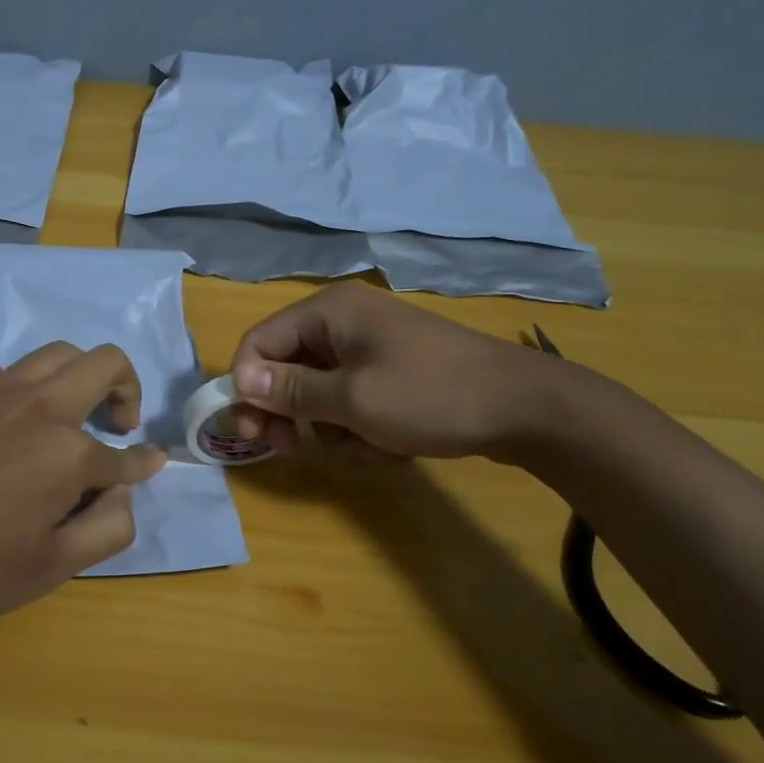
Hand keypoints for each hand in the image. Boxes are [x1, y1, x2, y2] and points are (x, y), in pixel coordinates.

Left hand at [0, 343, 166, 621]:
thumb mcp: (48, 569)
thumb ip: (107, 529)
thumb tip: (128, 490)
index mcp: (69, 453)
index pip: (126, 454)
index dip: (144, 462)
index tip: (152, 460)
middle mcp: (39, 406)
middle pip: (104, 362)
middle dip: (126, 386)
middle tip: (116, 421)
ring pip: (54, 354)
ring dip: (76, 377)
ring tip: (64, 412)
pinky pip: (1, 371)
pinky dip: (18, 390)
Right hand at [229, 283, 564, 460]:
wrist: (524, 408)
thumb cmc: (430, 395)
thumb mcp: (352, 399)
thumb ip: (290, 391)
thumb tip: (239, 381)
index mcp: (328, 312)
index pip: (259, 341)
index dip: (246, 384)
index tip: (249, 429)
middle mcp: (342, 323)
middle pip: (285, 368)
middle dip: (287, 413)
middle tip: (288, 450)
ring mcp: (369, 349)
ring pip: (317, 393)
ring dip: (329, 428)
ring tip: (361, 448)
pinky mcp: (390, 373)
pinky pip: (349, 401)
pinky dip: (357, 428)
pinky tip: (385, 447)